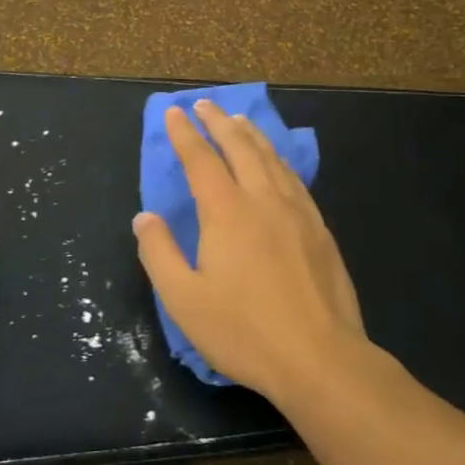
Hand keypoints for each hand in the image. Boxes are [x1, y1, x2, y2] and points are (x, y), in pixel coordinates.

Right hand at [132, 101, 366, 403]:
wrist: (321, 359)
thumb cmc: (244, 331)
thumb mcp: (184, 299)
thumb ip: (159, 253)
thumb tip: (144, 218)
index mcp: (226, 212)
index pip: (201, 159)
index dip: (184, 134)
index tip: (175, 113)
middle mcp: (263, 200)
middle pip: (240, 148)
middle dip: (218, 123)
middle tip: (205, 105)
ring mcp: (298, 213)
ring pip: (272, 159)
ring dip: (251, 135)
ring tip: (239, 121)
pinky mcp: (320, 231)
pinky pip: (295, 179)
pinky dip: (279, 160)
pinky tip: (278, 164)